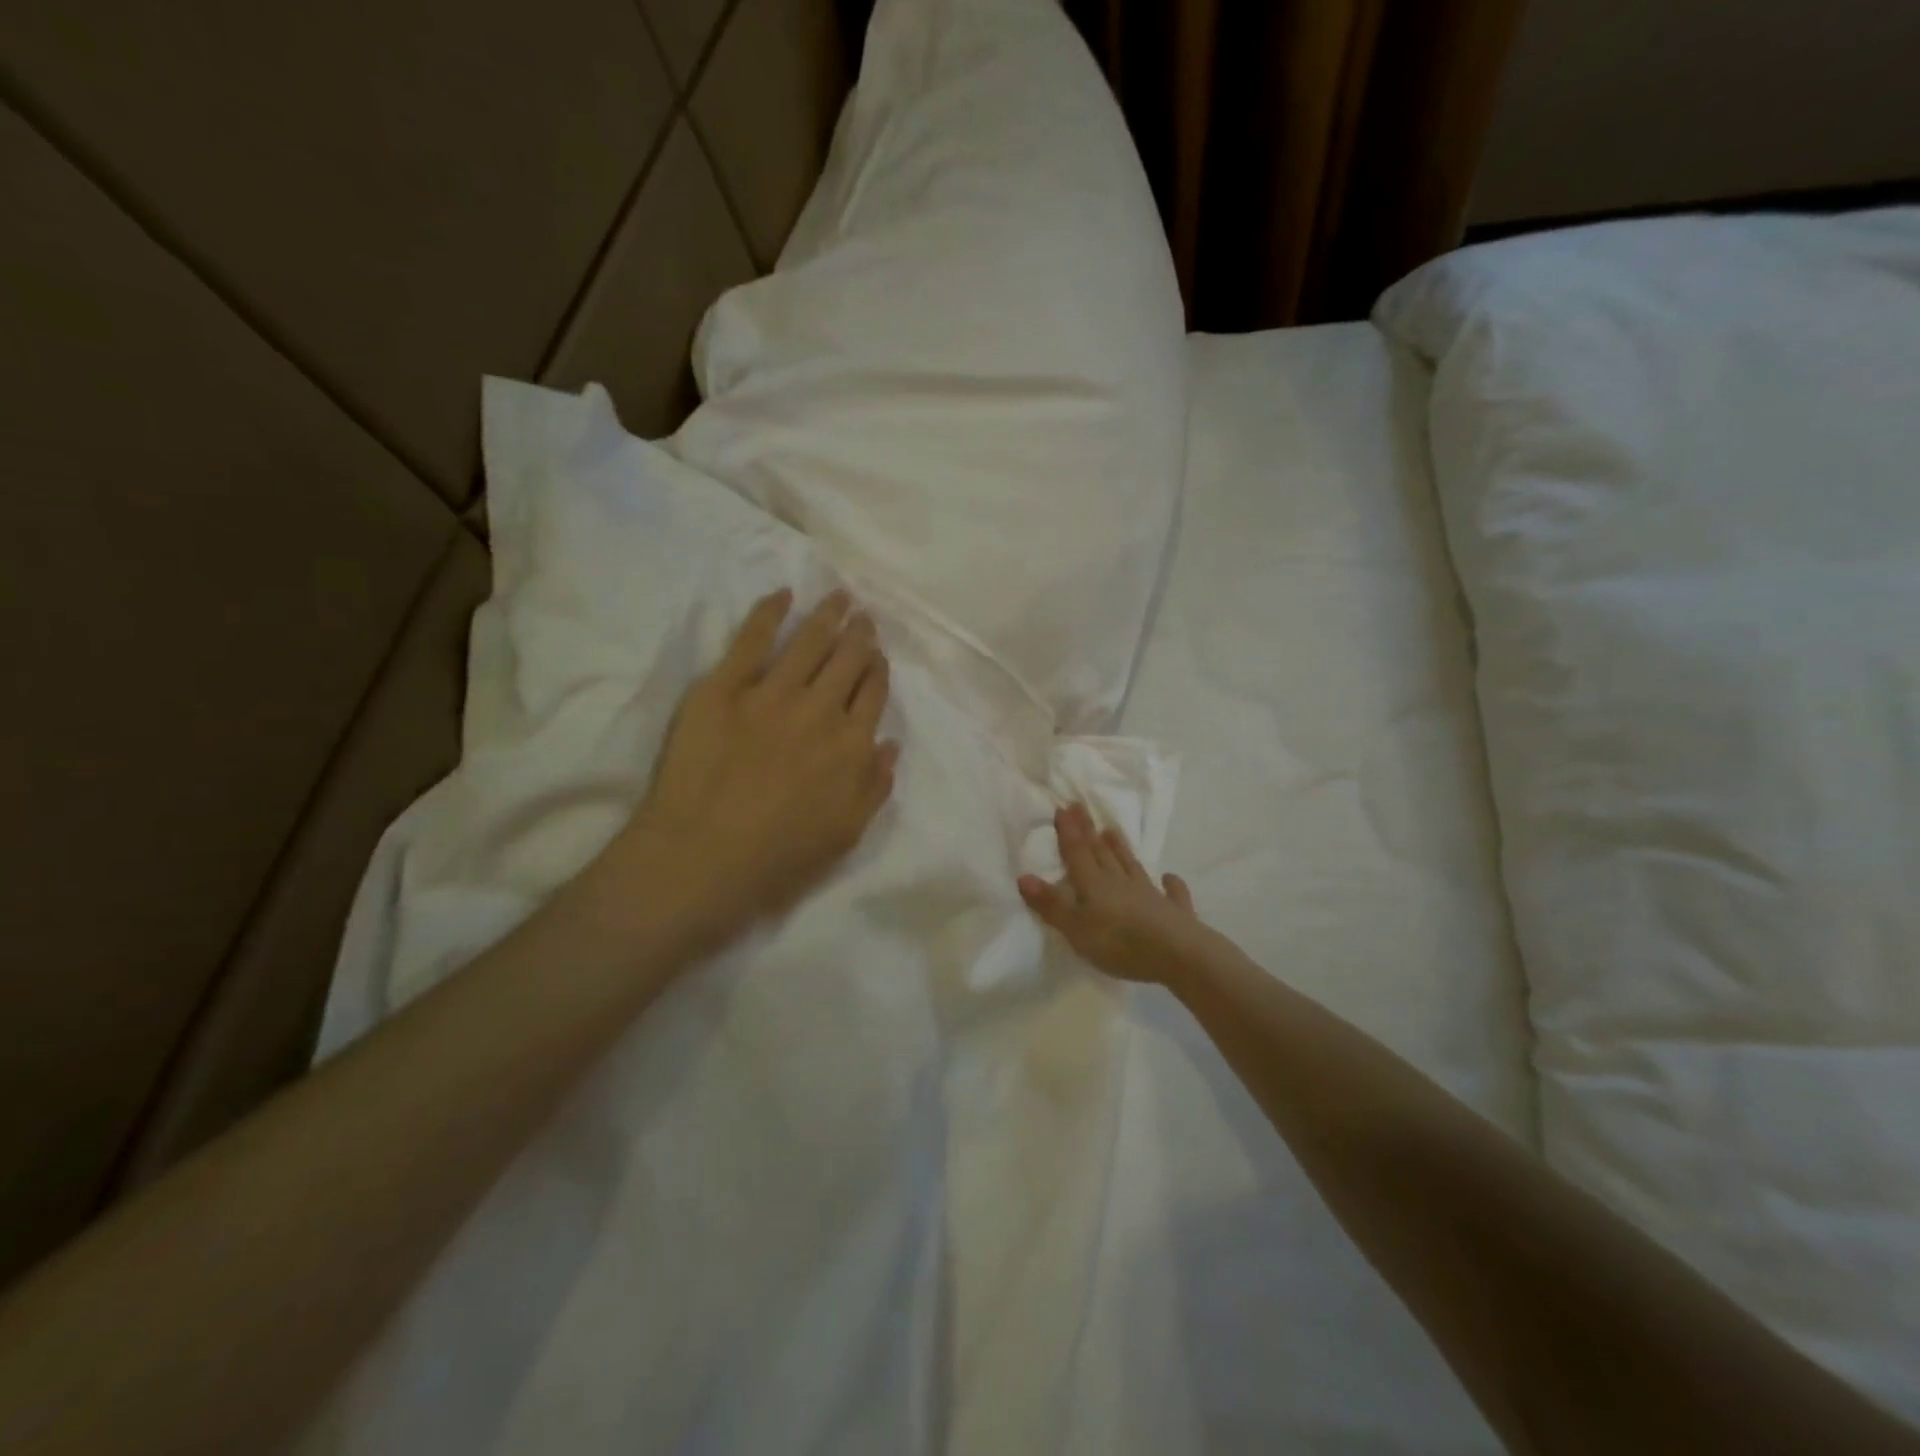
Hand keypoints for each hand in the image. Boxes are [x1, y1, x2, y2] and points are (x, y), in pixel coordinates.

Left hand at [612, 587, 897, 952]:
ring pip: (809, 642)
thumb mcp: (845, 834)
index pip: (873, 693)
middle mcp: (820, 710)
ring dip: (828, 615)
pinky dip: (770, 612)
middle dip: (859, 634)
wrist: (702, 857)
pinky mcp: (724, 686)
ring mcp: (772, 693)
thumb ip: (874, 787)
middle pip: (847, 660)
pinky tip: (783, 595)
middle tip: (863, 616)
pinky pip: (752, 638)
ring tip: (839, 596)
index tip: (877, 656)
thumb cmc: (778, 858)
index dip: (877, 669)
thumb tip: (889, 743)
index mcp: (852, 746)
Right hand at [1019, 804, 1210, 983]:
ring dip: (1121, 849)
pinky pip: (1172, 894)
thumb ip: (1051, 904)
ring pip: (1132, 866)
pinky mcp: (1174, 912)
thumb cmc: (1119, 942)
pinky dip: (1170, 884)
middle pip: (1102, 853)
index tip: (1064, 806)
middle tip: (1081, 808)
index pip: (1078, 853)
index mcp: (1095, 884)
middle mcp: (1121, 882)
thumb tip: (1024, 876)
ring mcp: (1150, 895)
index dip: (1069, 831)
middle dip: (1089, 832)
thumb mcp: (1076, 928)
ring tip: (1112, 831)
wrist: (1177, 955)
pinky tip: (1170, 878)